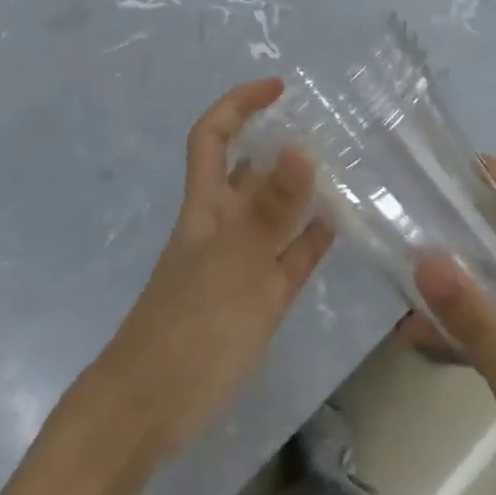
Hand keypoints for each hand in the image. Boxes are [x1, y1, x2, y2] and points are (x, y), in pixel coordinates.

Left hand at [87, 79, 333, 461]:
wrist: (152, 407)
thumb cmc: (189, 327)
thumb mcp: (235, 262)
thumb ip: (271, 208)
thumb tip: (301, 144)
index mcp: (206, 206)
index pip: (214, 136)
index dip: (239, 104)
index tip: (279, 88)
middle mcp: (222, 225)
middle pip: (248, 170)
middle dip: (277, 141)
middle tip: (327, 128)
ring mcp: (240, 263)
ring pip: (273, 213)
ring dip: (300, 189)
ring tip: (344, 168)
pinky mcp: (257, 300)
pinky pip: (289, 257)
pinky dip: (311, 238)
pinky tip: (341, 226)